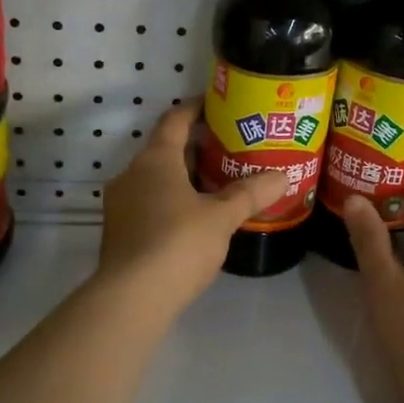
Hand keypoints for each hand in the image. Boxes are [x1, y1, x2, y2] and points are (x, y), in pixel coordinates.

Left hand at [96, 103, 288, 312]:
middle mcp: (131, 174)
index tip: (217, 104)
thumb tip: (283, 176)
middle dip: (196, 148)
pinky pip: (149, 204)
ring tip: (218, 185)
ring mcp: (121, 205)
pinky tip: (196, 219)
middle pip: (165, 150)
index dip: (195, 109)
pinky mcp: (120, 232)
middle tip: (230, 150)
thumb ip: (250, 194)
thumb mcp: (222, 217)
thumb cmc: (178, 244)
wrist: (131, 298)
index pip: (174, 120)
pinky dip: (172, 202)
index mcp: (154, 160)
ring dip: (184, 178)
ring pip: (156, 180)